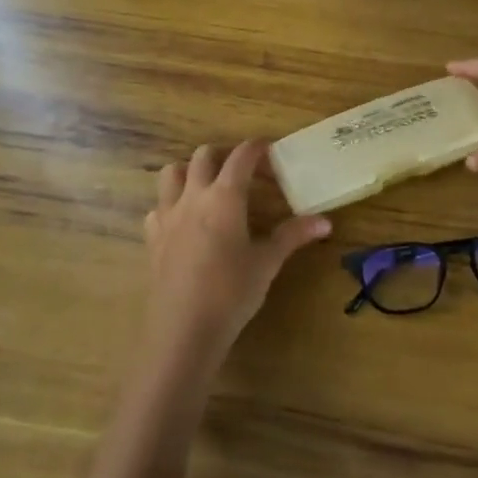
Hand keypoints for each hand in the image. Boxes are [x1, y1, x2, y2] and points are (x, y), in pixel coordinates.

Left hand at [144, 140, 330, 357]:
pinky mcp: (152, 237)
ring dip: (190, 172)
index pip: (241, 156)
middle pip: (203, 156)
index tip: (269, 149)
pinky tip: (184, 223)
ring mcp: (168, 216)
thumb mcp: (267, 262)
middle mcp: (193, 196)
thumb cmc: (232, 291)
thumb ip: (293, 236)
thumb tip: (325, 222)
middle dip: (223, 155)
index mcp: (225, 196)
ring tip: (207, 188)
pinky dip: (171, 205)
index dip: (256, 148)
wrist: (184, 329)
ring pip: (171, 173)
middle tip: (242, 171)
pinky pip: (158, 207)